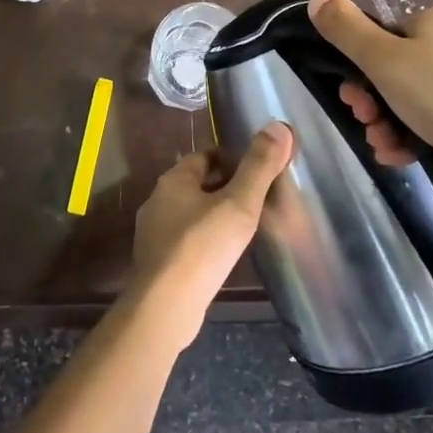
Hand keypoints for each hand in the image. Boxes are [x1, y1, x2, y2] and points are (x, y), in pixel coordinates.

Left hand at [125, 124, 293, 352]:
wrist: (165, 307)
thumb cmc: (202, 248)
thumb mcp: (238, 204)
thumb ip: (259, 167)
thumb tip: (279, 126)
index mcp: (173, 180)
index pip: (205, 156)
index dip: (232, 160)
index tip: (257, 174)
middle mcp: (158, 200)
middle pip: (196, 183)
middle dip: (224, 187)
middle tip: (256, 202)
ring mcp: (153, 232)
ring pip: (190, 212)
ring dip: (214, 215)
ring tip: (243, 229)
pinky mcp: (157, 261)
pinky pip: (185, 239)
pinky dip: (204, 240)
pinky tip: (221, 257)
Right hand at [307, 0, 432, 208]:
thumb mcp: (380, 59)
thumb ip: (344, 28)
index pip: (390, 36)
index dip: (364, 68)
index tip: (354, 97)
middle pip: (404, 68)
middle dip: (376, 101)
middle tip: (367, 124)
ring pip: (424, 97)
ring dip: (393, 122)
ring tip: (385, 147)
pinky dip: (423, 134)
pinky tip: (407, 155)